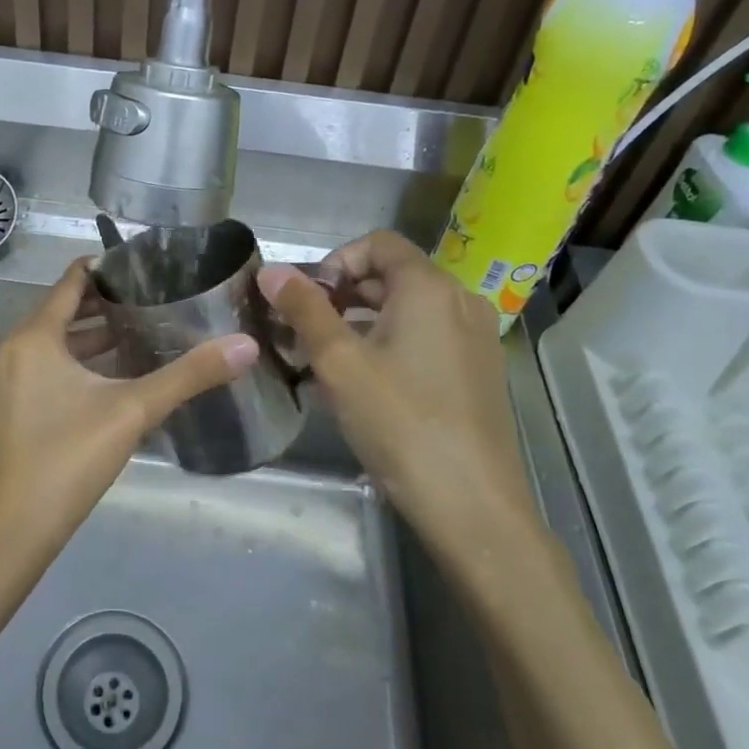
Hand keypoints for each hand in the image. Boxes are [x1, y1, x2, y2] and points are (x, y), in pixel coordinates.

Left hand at [0, 259, 257, 558]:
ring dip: (90, 338)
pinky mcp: (4, 409)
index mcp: (31, 338)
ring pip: (51, 344)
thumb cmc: (68, 460)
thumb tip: (246, 345)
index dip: (106, 269)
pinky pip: (42, 369)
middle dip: (105, 305)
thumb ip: (189, 375)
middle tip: (154, 299)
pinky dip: (73, 364)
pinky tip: (111, 376)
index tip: (145, 266)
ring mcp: (2, 382)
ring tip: (141, 332)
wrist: (13, 533)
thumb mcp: (133, 411)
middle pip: (60, 312)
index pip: (70, 282)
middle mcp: (9, 351)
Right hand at [258, 231, 532, 542]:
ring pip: (408, 312)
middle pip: (392, 276)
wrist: (471, 504)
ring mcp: (476, 339)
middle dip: (342, 296)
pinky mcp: (479, 373)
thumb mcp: (339, 362)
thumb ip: (304, 309)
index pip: (377, 243)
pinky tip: (362, 387)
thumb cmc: (399, 422)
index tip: (307, 301)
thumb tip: (270, 270)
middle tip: (304, 333)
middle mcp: (460, 302)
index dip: (335, 261)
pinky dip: (390, 347)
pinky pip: (427, 340)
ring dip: (362, 324)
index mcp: (429, 288)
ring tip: (324, 363)